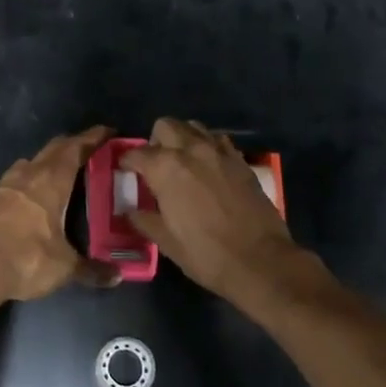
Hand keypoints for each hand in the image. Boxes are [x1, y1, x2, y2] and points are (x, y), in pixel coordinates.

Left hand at [0, 126, 121, 310]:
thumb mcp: (63, 268)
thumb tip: (117, 276)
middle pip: (53, 150)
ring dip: (48, 161)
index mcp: (49, 182)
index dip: (92, 138)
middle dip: (72, 146)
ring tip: (62, 172)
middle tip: (90, 150)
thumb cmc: (24, 260)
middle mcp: (26, 175)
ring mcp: (4, 186)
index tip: (108, 132)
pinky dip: (30, 179)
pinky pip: (15, 179)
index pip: (74, 149)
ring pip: (31, 162)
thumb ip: (92, 270)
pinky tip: (33, 196)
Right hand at [119, 118, 305, 300]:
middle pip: (165, 126)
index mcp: (166, 168)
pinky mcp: (241, 160)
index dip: (127, 161)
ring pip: (194, 127)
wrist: (260, 260)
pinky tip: (208, 168)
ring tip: (182, 161)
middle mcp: (191, 150)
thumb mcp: (166, 241)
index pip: (137, 153)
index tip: (125, 171)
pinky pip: (218, 141)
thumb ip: (144, 220)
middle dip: (155, 141)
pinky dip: (208, 146)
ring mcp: (219, 152)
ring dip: (183, 138)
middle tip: (155, 165)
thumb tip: (131, 211)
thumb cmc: (205, 253)